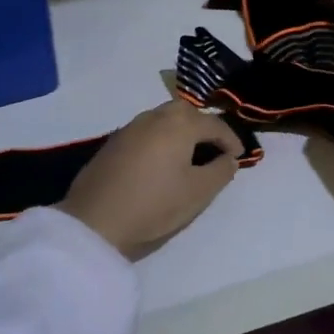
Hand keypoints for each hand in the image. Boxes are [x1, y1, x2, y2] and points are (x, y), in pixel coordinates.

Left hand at [60, 102, 243, 259]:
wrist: (94, 220)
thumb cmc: (154, 205)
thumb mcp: (198, 193)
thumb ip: (220, 171)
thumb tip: (229, 158)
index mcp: (179, 124)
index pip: (214, 125)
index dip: (231, 140)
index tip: (238, 157)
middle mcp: (154, 116)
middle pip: (187, 113)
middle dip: (204, 128)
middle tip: (214, 151)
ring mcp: (130, 127)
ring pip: (164, 119)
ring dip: (181, 132)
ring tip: (189, 156)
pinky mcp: (113, 142)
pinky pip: (147, 131)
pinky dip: (161, 139)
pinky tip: (161, 161)